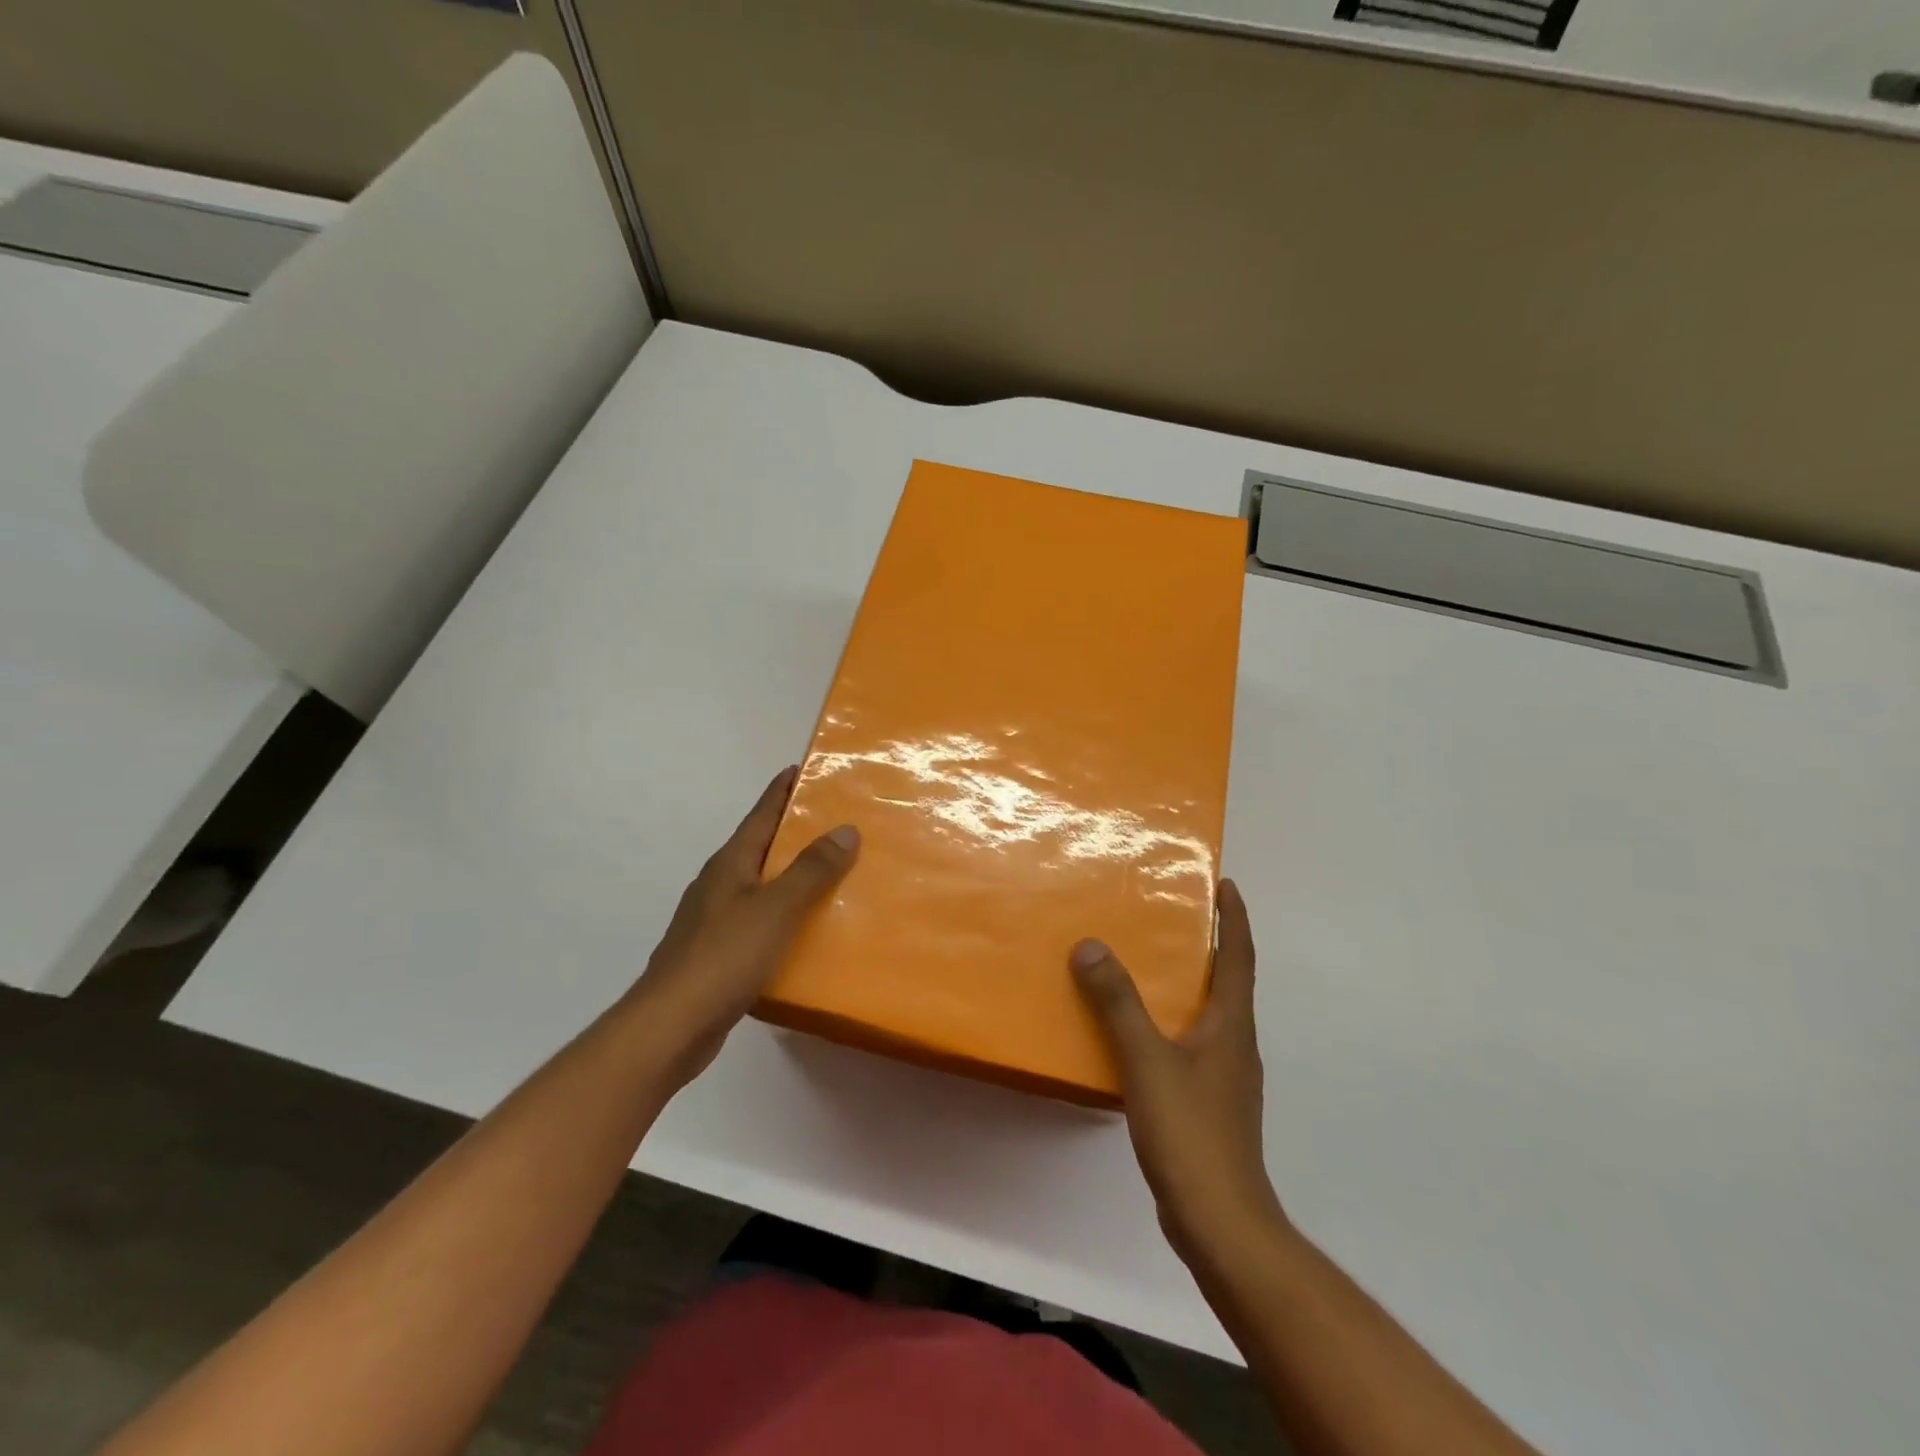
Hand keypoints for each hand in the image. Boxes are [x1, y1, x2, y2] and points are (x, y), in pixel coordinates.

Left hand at [628, 766, 858, 1088]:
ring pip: (761, 885)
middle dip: (794, 832)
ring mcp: (714, 920)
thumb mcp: (776, 908)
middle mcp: (719, 884)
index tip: (804, 768)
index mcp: (730, 864)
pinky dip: (784, 915)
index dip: (782, 790)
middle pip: (761, 847)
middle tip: (837, 823)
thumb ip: (812, 870)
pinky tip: (806, 931)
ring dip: (791, 876)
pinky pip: (759, 921)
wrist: (671, 1026)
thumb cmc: (724, 957)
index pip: (760, 814)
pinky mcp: (718, 954)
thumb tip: (846, 829)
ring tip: (833, 876)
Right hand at [1071, 879, 1285, 1266]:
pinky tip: (1135, 1032)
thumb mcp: (1147, 1060)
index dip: (1234, 918)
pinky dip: (1168, 1022)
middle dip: (1208, 945)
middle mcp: (1234, 1044)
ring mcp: (1224, 1076)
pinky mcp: (1207, 1102)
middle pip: (1228, 982)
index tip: (1226, 883)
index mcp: (1231, 1025)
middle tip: (1172, 915)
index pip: (1240, 957)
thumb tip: (1091, 946)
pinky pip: (1188, 1043)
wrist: (1220, 1221)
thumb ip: (1118, 1003)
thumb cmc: (1191, 1132)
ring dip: (1186, 983)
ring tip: (1147, 964)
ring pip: (1206, 1014)